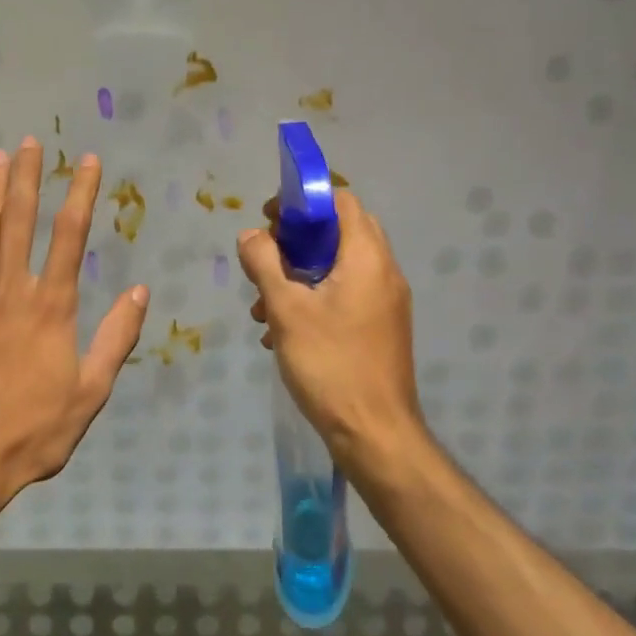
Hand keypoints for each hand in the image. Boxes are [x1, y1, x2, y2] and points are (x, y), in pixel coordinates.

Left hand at [0, 140, 148, 514]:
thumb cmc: (32, 431)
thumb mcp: (90, 393)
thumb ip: (116, 338)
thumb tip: (142, 291)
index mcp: (51, 306)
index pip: (70, 236)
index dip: (81, 194)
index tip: (87, 161)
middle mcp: (10, 291)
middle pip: (20, 221)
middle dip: (29, 179)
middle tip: (30, 143)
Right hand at [238, 190, 424, 468]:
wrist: (375, 433)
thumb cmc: (330, 364)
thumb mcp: (286, 309)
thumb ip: (265, 264)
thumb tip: (250, 235)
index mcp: (367, 258)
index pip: (341, 202)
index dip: (303, 201)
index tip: (270, 220)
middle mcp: (384, 272)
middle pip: (339, 233)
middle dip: (296, 241)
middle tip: (265, 259)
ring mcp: (385, 302)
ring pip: (338, 267)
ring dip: (299, 274)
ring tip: (263, 304)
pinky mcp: (379, 327)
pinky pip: (345, 295)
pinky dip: (313, 298)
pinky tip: (281, 329)